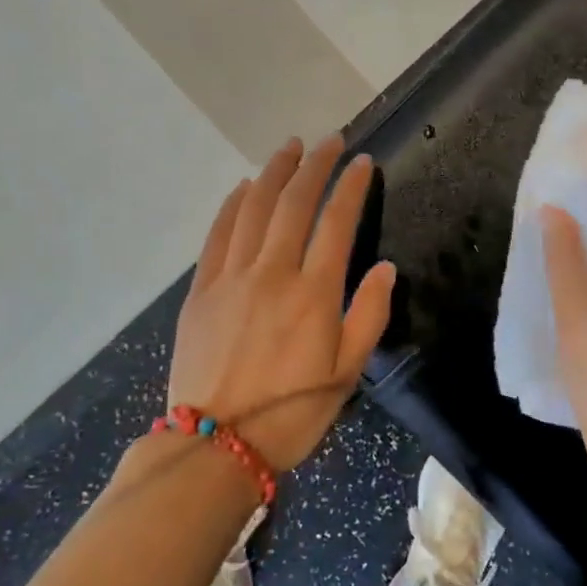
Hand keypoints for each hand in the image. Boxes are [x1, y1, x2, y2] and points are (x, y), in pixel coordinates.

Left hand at [167, 135, 395, 471]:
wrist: (216, 445)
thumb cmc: (292, 414)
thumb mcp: (347, 373)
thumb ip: (370, 315)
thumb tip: (384, 268)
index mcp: (314, 293)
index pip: (337, 222)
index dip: (352, 187)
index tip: (362, 162)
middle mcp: (273, 272)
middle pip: (294, 202)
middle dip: (315, 165)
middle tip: (329, 141)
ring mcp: (232, 277)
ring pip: (254, 208)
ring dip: (274, 172)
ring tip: (289, 148)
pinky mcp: (202, 289)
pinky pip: (218, 233)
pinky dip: (233, 204)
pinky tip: (243, 187)